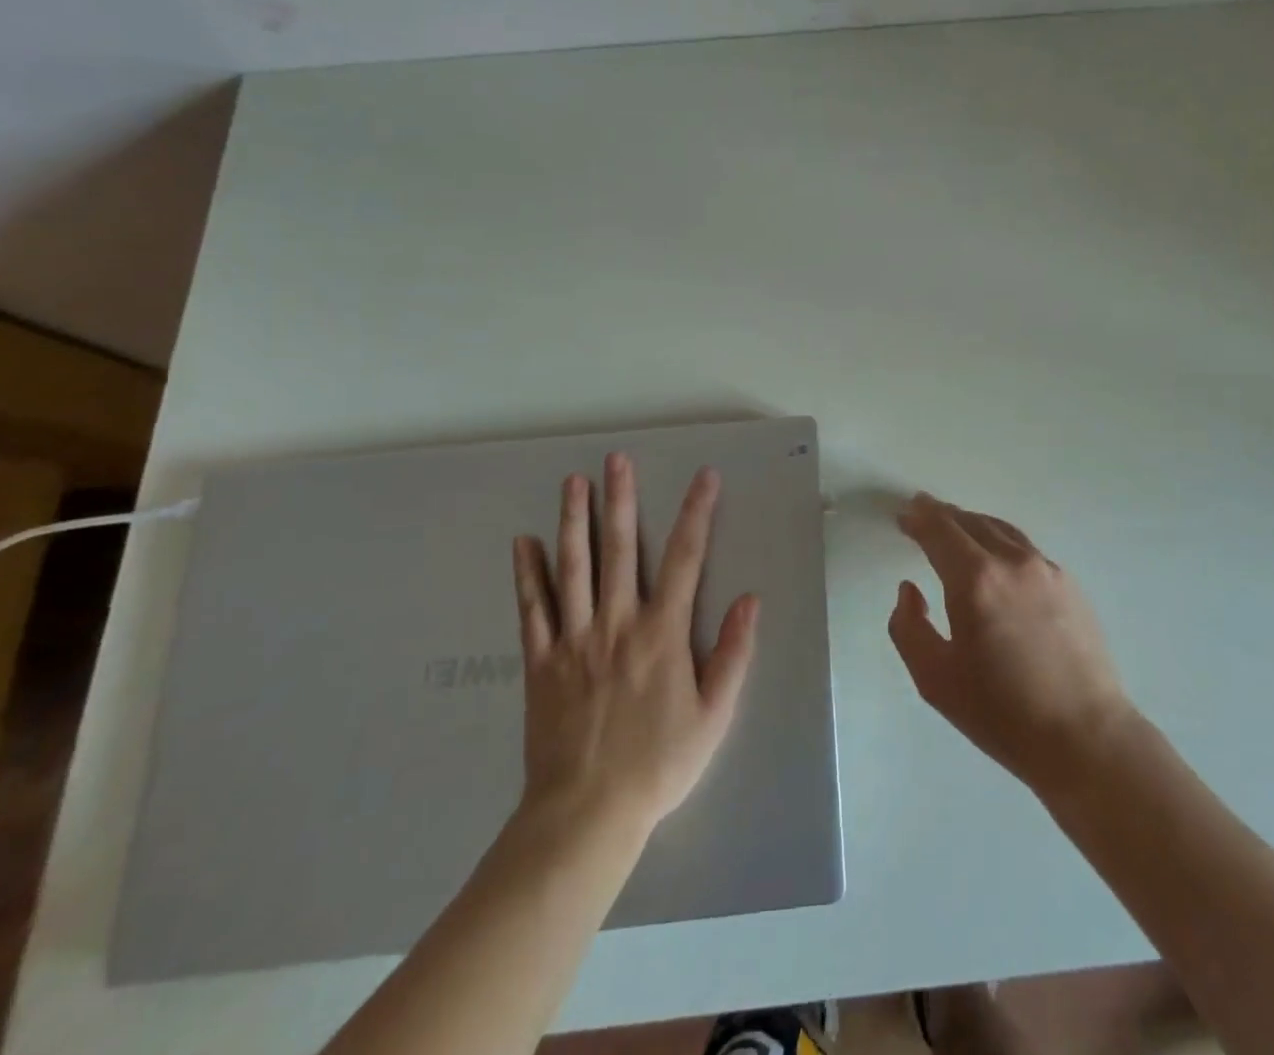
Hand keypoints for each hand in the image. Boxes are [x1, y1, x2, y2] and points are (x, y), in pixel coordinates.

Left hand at [510, 453, 758, 836]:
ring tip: (572, 482)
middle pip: (620, 549)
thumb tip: (751, 599)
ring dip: (573, 521)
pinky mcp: (541, 662)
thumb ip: (734, 653)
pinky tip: (522, 543)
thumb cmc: (659, 764)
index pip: (686, 557)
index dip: (697, 512)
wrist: (585, 814)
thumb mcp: (714, 714)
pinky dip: (527, 574)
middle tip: (616, 459)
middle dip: (620, 500)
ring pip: (573, 568)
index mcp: (662, 633)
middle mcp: (617, 623)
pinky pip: (532, 609)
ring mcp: (574, 640)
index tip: (705, 477)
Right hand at [889, 492, 1133, 790]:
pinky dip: (999, 541)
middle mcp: (1012, 561)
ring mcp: (1046, 569)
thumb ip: (908, 627)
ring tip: (955, 529)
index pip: (940, 530)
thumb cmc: (1002, 713)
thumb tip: (910, 589)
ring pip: (1000, 530)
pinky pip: (1024, 548)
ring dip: (972, 524)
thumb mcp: (935, 680)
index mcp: (975, 580)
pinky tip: (995, 558)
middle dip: (942, 516)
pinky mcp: (1069, 584)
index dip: (919, 518)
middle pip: (970, 522)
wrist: (1085, 737)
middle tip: (923, 513)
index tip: (904, 515)